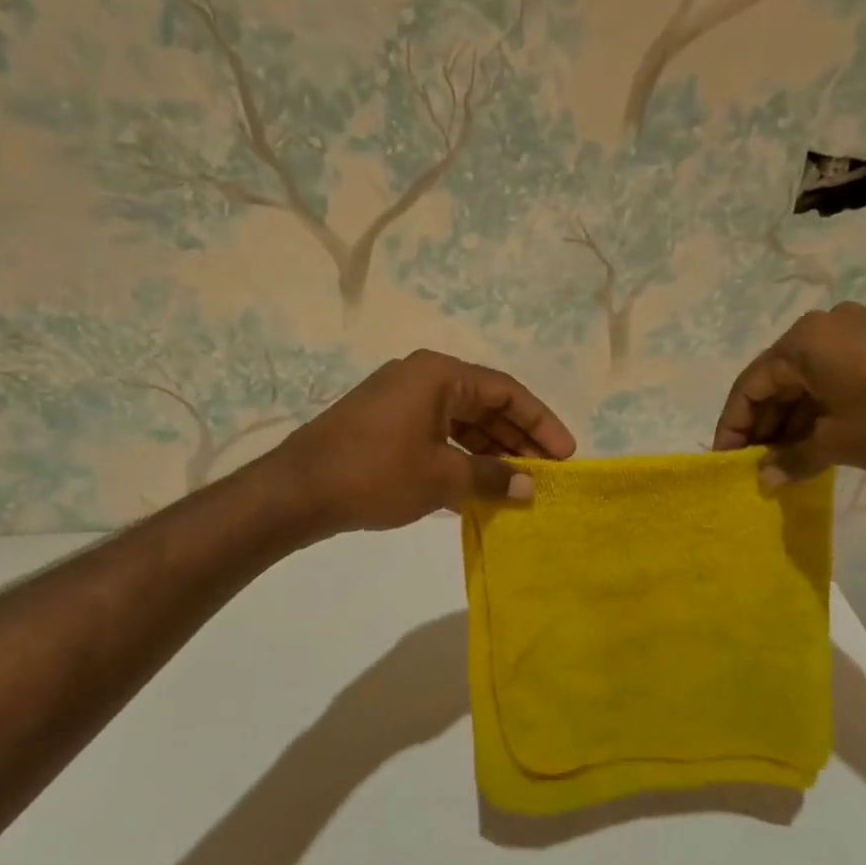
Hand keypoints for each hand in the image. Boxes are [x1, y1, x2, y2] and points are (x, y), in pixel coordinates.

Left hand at [275, 350, 575, 535]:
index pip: (506, 391)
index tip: (566, 453)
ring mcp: (400, 399)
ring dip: (490, 449)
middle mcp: (422, 376)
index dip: (540, 422)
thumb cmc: (378, 474)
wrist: (298, 490)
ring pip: (461, 420)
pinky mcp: (384, 422)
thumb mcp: (443, 476)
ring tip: (518, 481)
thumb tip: (529, 486)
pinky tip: (479, 481)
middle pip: (485, 403)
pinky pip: (437, 432)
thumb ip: (493, 477)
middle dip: (517, 438)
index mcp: (440, 374)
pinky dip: (461, 454)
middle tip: (546, 471)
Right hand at [712, 303, 865, 483]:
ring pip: (807, 380)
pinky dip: (821, 409)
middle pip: (777, 380)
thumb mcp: (837, 443)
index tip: (727, 462)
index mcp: (802, 342)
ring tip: (785, 462)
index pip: (749, 386)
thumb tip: (764, 480)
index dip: (733, 427)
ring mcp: (856, 332)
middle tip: (757, 466)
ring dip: (793, 420)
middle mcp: (823, 327)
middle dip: (764, 425)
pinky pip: (834, 376)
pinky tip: (818, 441)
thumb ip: (792, 459)